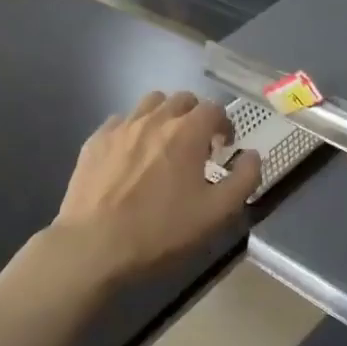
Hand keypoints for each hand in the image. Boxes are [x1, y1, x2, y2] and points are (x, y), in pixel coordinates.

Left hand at [51, 91, 260, 289]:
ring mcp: (121, 127)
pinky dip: (133, 129)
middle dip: (195, 115)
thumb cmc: (161, 231)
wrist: (94, 246)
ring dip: (164, 115)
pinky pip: (120, 121)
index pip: (214, 108)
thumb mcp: (217, 213)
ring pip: (149, 103)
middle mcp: (154, 119)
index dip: (224, 123)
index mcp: (187, 133)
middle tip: (197, 144)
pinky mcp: (95, 141)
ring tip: (164, 143)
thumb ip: (244, 179)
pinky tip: (131, 154)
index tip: (225, 144)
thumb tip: (252, 155)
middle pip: (182, 99)